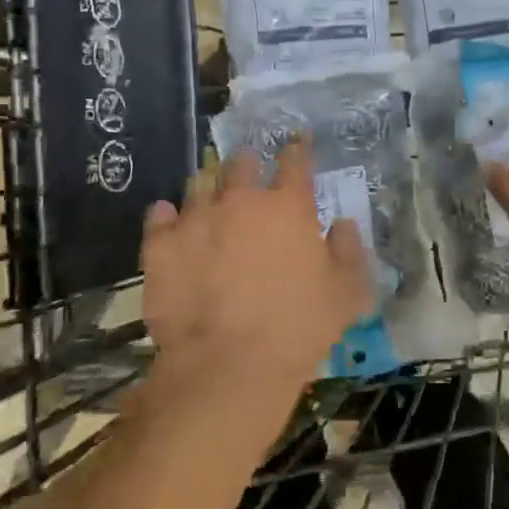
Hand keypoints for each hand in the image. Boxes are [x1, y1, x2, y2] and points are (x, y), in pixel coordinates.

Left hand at [140, 143, 370, 413]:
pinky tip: (168, 219)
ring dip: (208, 186)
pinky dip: (166, 216)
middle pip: (242, 164)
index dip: (297, 150)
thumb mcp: (346, 294)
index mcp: (288, 206)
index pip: (295, 162)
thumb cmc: (298, 327)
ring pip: (199, 185)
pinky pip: (159, 218)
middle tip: (250, 170)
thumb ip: (349, 252)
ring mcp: (196, 220)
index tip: (297, 143)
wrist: (228, 365)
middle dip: (248, 163)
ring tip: (210, 194)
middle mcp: (241, 201)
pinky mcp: (160, 247)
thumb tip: (342, 225)